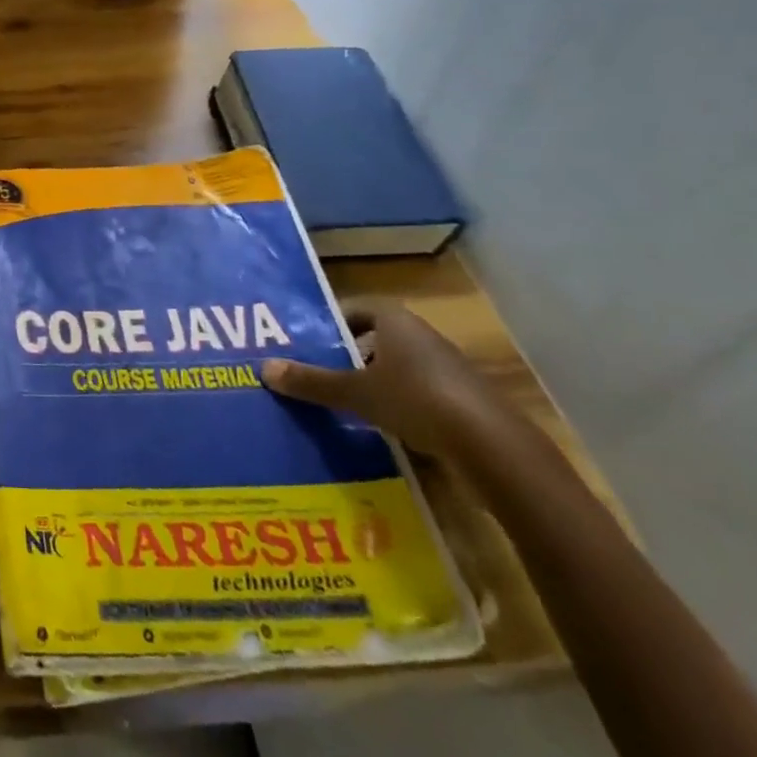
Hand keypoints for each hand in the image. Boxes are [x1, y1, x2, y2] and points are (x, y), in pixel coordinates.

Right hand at [263, 300, 511, 457]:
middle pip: (379, 338)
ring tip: (347, 402)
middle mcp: (424, 337)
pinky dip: (402, 405)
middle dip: (351, 354)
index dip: (334, 321)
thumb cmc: (416, 400)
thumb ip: (311, 382)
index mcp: (396, 322)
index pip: (359, 308)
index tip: (312, 340)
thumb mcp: (354, 392)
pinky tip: (385, 428)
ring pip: (401, 368)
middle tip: (321, 371)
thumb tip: (263, 368)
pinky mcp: (466, 402)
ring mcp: (449, 370)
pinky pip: (422, 394)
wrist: (494, 447)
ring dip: (377, 381)